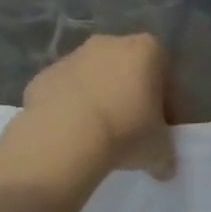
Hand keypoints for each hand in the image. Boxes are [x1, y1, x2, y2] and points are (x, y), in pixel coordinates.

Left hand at [21, 33, 176, 178]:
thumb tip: (165, 167)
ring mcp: (72, 57)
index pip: (166, 75)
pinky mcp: (43, 76)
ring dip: (99, 101)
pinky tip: (72, 136)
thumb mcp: (159, 150)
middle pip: (127, 70)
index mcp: (146, 51)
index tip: (161, 128)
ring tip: (99, 136)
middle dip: (131, 97)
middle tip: (132, 131)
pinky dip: (70, 109)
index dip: (167, 104)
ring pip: (94, 79)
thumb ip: (165, 154)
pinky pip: (65, 92)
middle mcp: (109, 43)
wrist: (65, 138)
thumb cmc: (127, 133)